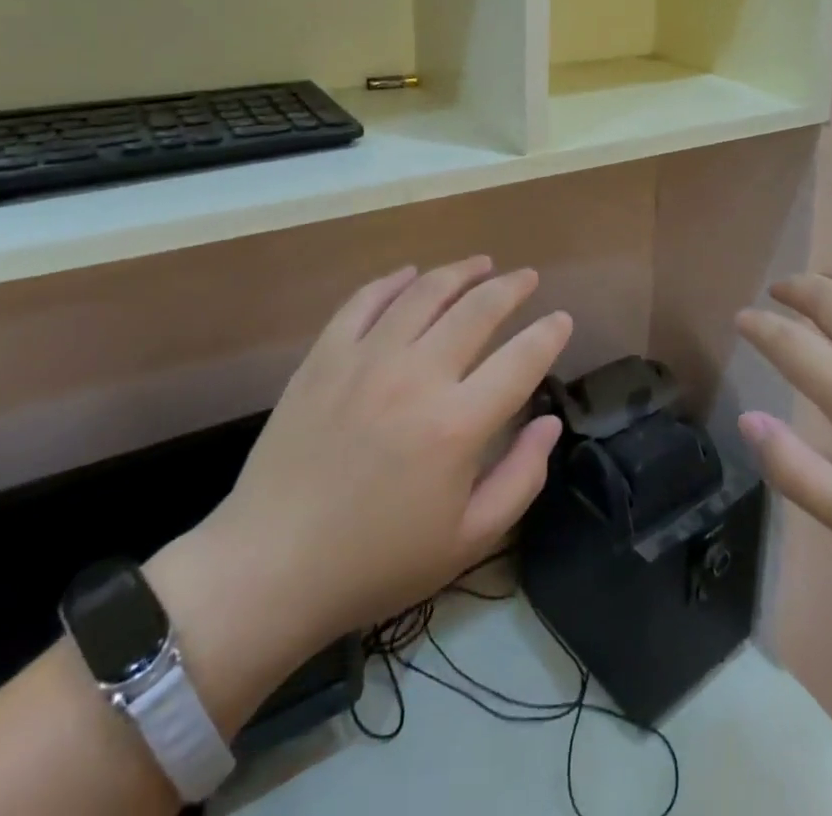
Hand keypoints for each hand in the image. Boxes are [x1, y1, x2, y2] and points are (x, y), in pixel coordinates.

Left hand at [185, 258, 571, 660]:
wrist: (269, 568)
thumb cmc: (376, 562)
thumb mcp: (467, 541)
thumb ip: (521, 478)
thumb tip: (549, 422)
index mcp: (457, 424)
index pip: (522, 359)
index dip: (549, 334)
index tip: (562, 320)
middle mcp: (417, 376)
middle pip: (478, 308)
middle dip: (512, 287)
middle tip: (527, 278)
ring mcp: (366, 358)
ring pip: (425, 292)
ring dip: (461, 272)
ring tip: (481, 264)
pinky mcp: (325, 355)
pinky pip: (365, 300)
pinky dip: (394, 281)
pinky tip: (412, 275)